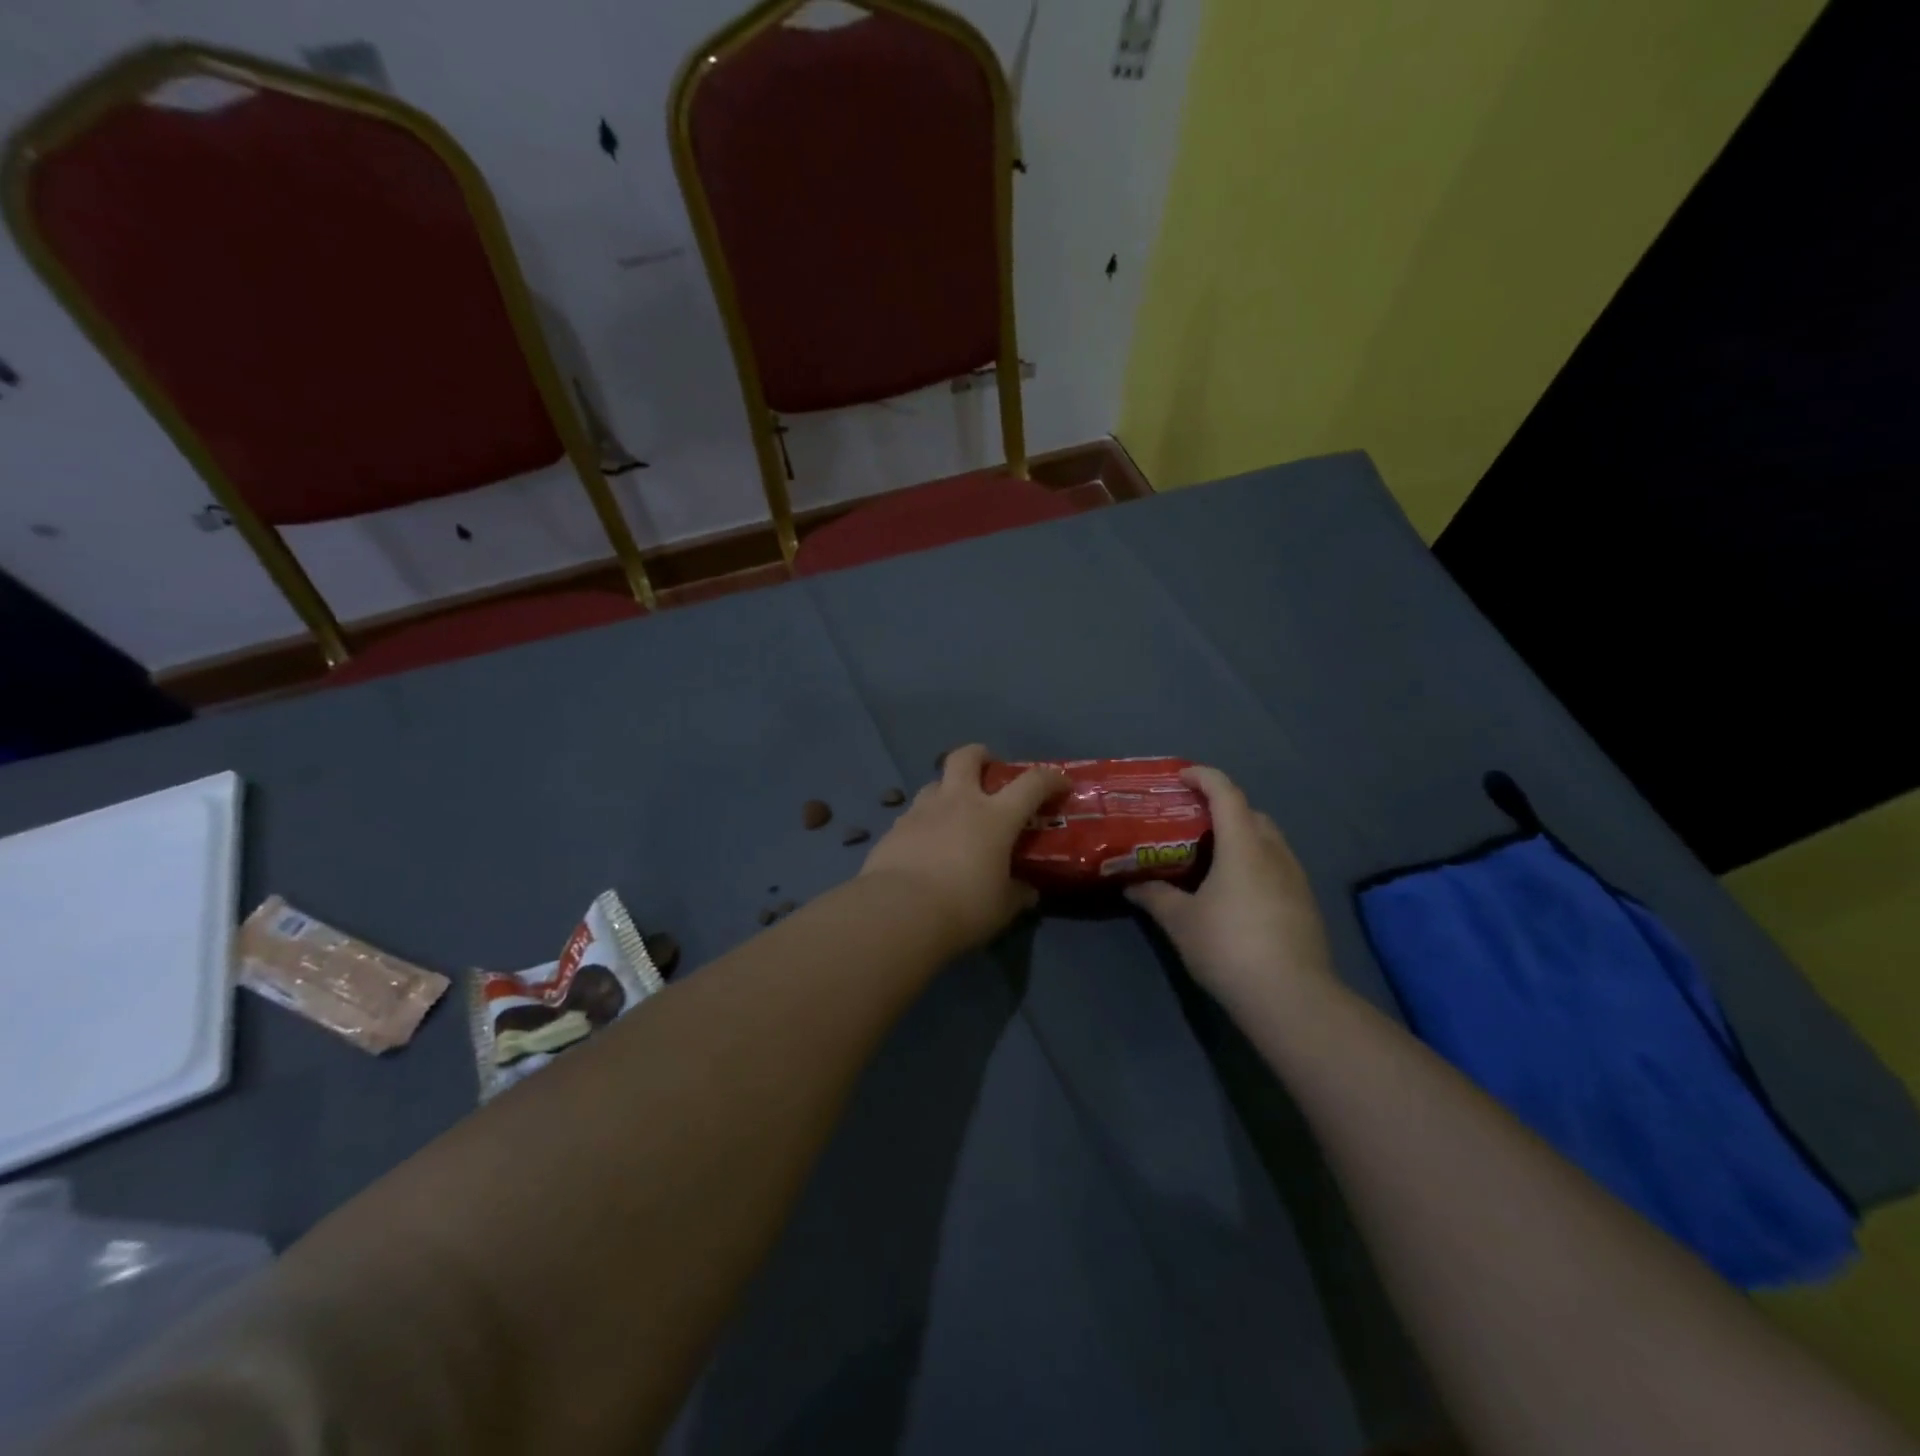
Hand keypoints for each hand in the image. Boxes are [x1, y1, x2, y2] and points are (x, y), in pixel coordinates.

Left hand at [860, 745, 1068, 950]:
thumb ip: (1018, 894)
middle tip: (988, 770)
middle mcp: (958, 802)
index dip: (1050, 778)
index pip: (1032, 783)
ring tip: (952, 813)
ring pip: (935, 783)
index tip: (1060, 784)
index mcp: (995, 817)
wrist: (898, 912)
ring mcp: (922, 811)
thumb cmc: (963, 907)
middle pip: (967, 757)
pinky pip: (913, 813)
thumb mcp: (1002, 908)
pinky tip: (925, 844)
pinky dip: (924, 821)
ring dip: (948, 790)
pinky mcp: (894, 828)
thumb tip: (1028, 891)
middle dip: (980, 755)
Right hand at [1126, 766, 1339, 1015]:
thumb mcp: (1181, 921)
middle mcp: (1274, 852)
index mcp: (1244, 845)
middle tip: (1191, 822)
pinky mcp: (1305, 903)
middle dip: (1222, 808)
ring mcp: (1295, 878)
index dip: (1203, 777)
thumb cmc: (1228, 947)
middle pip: (1250, 813)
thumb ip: (1155, 896)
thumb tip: (1131, 885)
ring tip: (1212, 857)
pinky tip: (1237, 892)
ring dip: (1242, 837)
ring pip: (1268, 840)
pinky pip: (1277, 866)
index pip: (1226, 793)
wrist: (1291, 997)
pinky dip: (1255, 863)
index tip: (1181, 776)